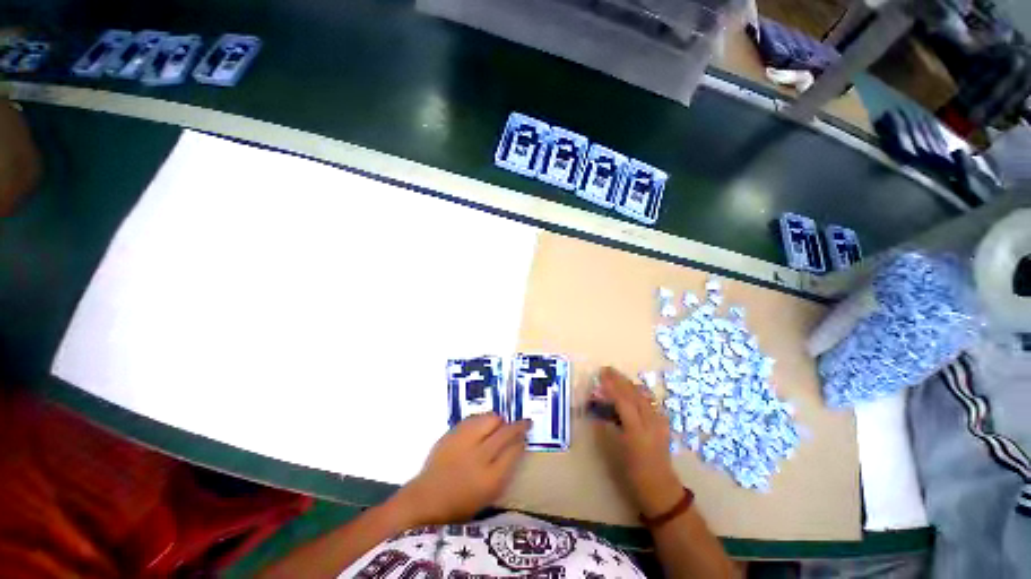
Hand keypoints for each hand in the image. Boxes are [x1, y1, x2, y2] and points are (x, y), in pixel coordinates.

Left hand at [394, 414, 529, 525]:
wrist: (427, 498)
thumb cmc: (461, 503)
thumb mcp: (489, 494)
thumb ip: (505, 469)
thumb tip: (517, 445)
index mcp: (490, 479)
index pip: (514, 451)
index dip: (522, 441)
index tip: (525, 437)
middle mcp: (479, 457)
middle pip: (506, 432)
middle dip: (519, 426)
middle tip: (525, 423)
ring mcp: (464, 442)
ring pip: (491, 419)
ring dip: (499, 421)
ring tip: (500, 425)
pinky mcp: (453, 433)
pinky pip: (475, 418)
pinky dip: (483, 419)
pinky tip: (483, 425)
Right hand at [593, 367, 683, 517]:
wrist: (660, 488)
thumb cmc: (633, 473)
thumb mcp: (615, 451)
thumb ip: (606, 427)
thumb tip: (597, 411)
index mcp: (637, 430)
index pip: (623, 400)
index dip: (611, 386)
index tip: (600, 374)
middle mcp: (650, 422)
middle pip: (634, 394)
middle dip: (620, 380)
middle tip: (606, 369)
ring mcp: (659, 422)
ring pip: (644, 395)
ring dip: (629, 384)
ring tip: (617, 376)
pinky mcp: (663, 424)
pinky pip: (650, 402)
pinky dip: (639, 392)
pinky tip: (634, 390)